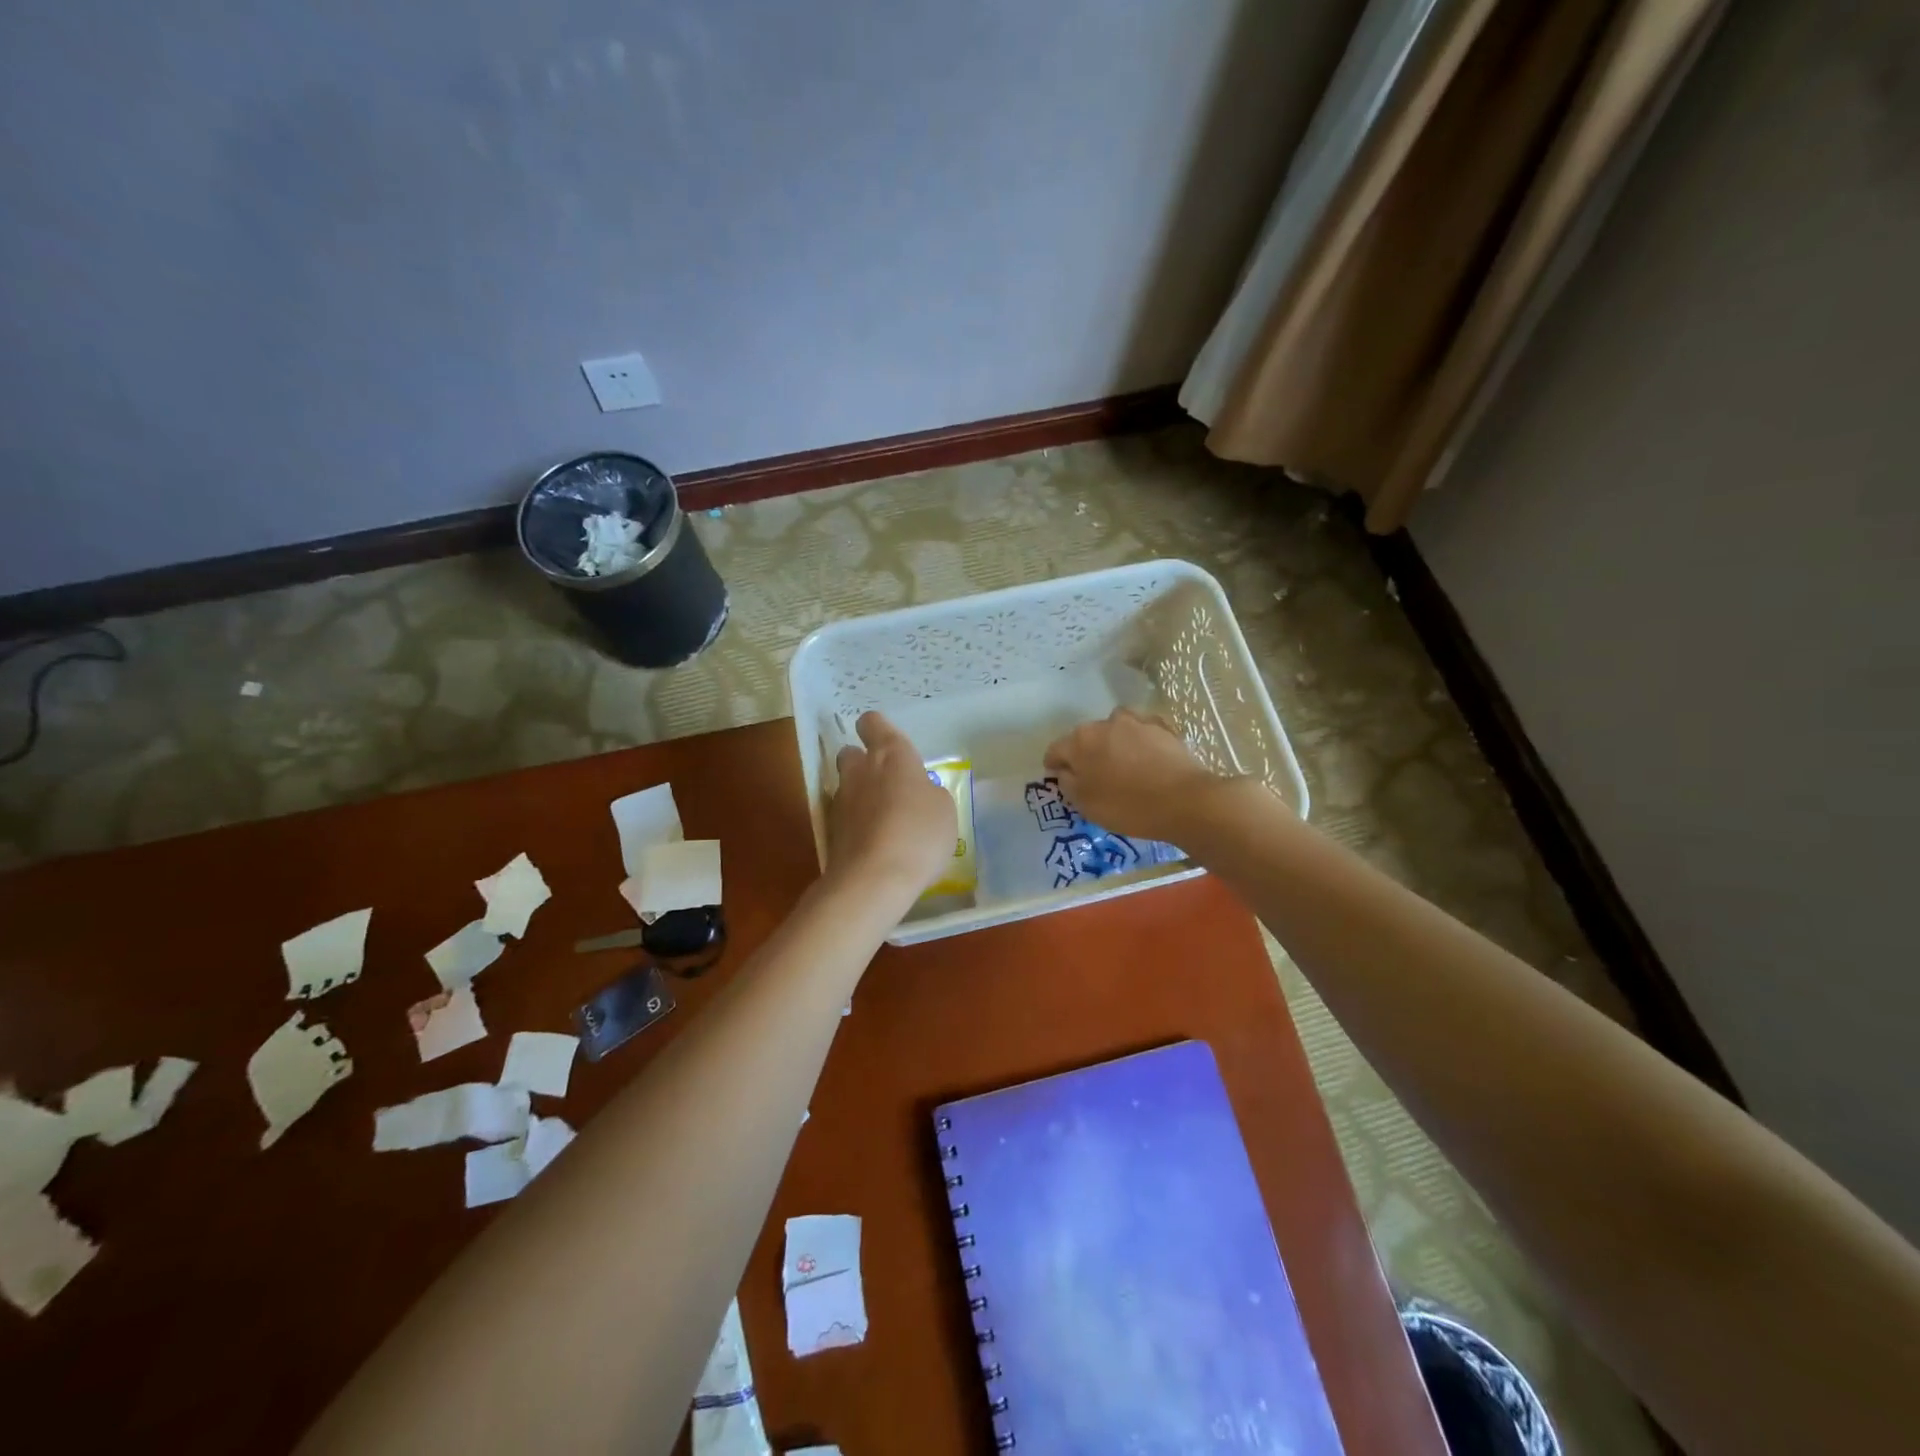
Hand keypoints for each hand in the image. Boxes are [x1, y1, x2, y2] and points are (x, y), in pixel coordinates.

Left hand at [825, 712, 956, 902]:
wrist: (874, 879)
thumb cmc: (918, 833)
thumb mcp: (944, 809)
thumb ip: (929, 792)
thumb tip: (918, 793)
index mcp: (890, 754)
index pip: (873, 723)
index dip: (878, 728)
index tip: (888, 741)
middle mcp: (860, 770)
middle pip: (851, 752)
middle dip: (865, 762)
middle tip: (889, 782)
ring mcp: (841, 801)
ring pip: (848, 786)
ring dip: (862, 794)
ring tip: (887, 818)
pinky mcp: (831, 831)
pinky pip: (847, 817)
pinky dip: (858, 824)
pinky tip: (878, 842)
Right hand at [1043, 709, 1217, 842]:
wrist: (1184, 801)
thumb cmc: (1126, 806)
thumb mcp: (1085, 804)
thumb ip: (1067, 782)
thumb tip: (1064, 770)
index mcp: (1080, 740)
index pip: (1056, 749)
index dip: (1054, 764)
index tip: (1058, 777)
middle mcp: (1105, 723)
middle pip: (1086, 737)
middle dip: (1085, 753)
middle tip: (1094, 776)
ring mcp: (1137, 721)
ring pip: (1115, 729)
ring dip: (1114, 743)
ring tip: (1122, 763)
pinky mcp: (1163, 727)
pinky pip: (1142, 731)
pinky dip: (1140, 741)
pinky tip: (1147, 757)